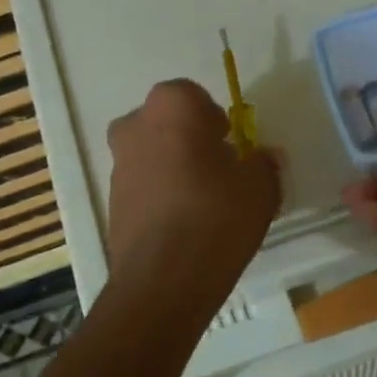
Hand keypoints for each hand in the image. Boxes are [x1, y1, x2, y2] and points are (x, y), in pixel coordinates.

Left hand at [105, 79, 281, 312]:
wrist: (163, 280)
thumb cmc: (217, 217)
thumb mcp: (261, 188)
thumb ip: (264, 164)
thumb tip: (263, 158)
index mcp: (172, 107)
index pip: (194, 96)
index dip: (216, 120)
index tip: (232, 146)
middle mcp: (135, 126)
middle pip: (169, 124)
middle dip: (192, 141)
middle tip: (220, 172)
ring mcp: (118, 165)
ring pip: (153, 154)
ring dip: (176, 169)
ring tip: (205, 205)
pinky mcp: (112, 201)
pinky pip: (144, 186)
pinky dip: (162, 196)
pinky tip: (186, 226)